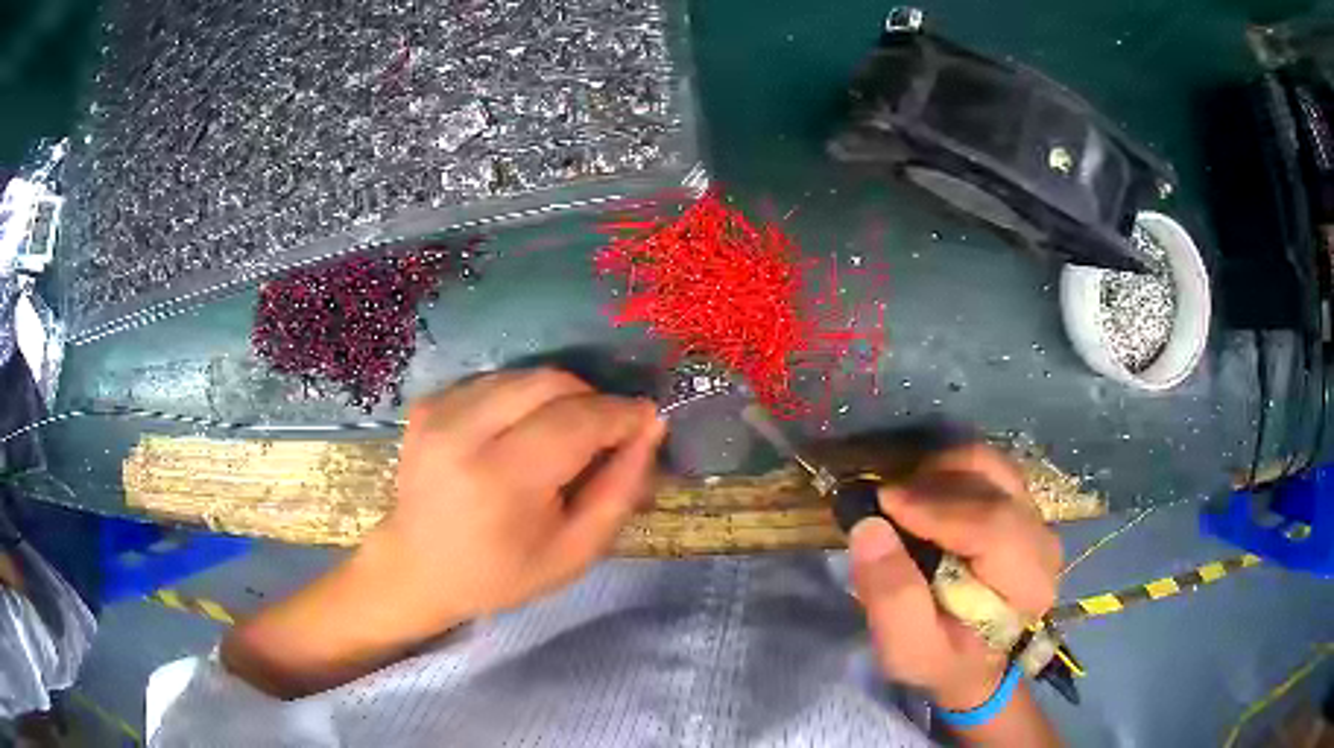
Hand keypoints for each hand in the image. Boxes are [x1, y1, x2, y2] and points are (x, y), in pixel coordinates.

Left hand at [222, 368, 664, 696]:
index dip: (624, 414)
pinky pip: (496, 383)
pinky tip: (518, 440)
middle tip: (606, 435)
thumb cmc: (491, 580)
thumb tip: (646, 435)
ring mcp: (440, 412)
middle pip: (555, 381)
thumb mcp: (567, 555)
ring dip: (557, 398)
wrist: (406, 574)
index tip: (648, 421)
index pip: (584, 415)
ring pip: (526, 375)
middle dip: (593, 399)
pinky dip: (523, 400)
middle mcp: (467, 428)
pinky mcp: (427, 407)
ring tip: (562, 441)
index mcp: (504, 473)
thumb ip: (614, 492)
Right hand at [848, 444, 1061, 711]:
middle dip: (933, 484)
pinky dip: (948, 470)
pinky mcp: (1021, 504)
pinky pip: (986, 468)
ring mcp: (1036, 517)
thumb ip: (892, 598)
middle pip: (994, 486)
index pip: (993, 527)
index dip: (936, 508)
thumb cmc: (942, 659)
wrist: (972, 659)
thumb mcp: (908, 650)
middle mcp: (1042, 541)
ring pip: (990, 467)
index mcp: (1028, 585)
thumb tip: (869, 527)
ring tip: (902, 497)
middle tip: (884, 499)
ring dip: (940, 472)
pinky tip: (922, 494)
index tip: (883, 502)